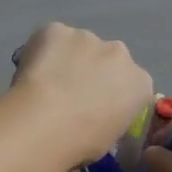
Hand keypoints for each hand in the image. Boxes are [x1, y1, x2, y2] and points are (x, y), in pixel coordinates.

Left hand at [11, 23, 153, 166]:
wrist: (46, 122)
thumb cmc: (82, 143)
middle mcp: (120, 53)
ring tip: (45, 85)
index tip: (95, 110)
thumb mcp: (109, 139)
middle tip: (69, 96)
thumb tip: (95, 118)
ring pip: (78, 46)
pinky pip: (50, 38)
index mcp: (140, 83)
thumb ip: (110, 118)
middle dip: (92, 72)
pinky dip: (41, 51)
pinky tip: (31, 72)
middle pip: (107, 60)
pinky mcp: (56, 29)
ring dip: (67, 60)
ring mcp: (88, 37)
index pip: (131, 86)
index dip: (112, 96)